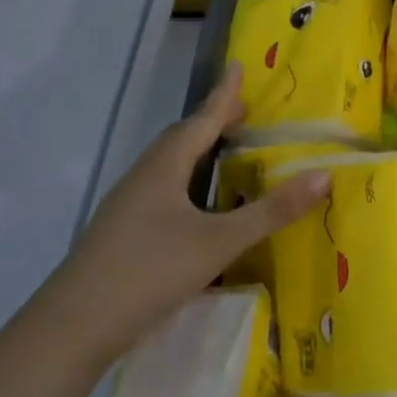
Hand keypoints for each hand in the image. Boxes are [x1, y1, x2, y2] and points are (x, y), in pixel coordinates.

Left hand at [35, 63, 329, 371]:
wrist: (72, 330)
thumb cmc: (149, 272)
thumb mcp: (219, 241)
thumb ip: (271, 211)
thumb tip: (324, 175)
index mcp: (162, 170)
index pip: (200, 121)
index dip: (223, 96)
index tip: (237, 67)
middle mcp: (141, 181)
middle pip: (179, 141)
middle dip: (211, 123)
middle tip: (242, 115)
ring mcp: (126, 210)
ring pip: (167, 169)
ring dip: (197, 154)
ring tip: (224, 156)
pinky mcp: (121, 237)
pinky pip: (161, 193)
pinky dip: (187, 184)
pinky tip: (197, 210)